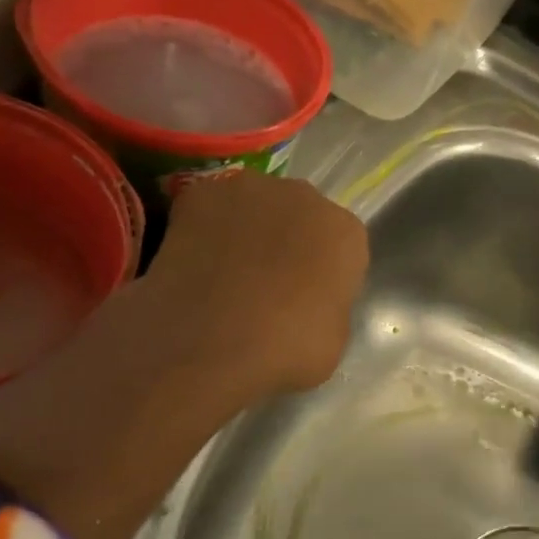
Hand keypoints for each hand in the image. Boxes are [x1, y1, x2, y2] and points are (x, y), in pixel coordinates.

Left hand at [146, 171, 368, 397]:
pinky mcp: (200, 193)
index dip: (322, 271)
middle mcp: (304, 197)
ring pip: (253, 207)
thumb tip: (306, 302)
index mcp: (346, 233)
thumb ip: (327, 305)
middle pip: (298, 216)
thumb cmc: (286, 348)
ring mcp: (250, 190)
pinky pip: (207, 208)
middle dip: (286, 241)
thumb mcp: (332, 339)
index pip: (340, 246)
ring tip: (223, 273)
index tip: (306, 298)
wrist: (211, 343)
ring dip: (245, 230)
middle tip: (265, 283)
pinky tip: (192, 263)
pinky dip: (202, 229)